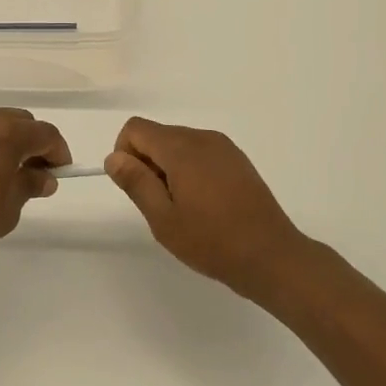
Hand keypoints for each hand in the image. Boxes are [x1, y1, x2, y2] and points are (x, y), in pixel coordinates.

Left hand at [0, 107, 69, 276]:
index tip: (60, 172)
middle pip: (17, 121)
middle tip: (33, 172)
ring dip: (1, 140)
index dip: (58, 152)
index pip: (44, 133)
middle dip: (30, 143)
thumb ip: (29, 185)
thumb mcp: (8, 210)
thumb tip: (44, 177)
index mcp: (5, 133)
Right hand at [105, 117, 317, 294]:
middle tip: (160, 205)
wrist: (272, 257)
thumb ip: (136, 182)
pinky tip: (203, 205)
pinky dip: (190, 170)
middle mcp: (203, 137)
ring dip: (169, 168)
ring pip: (179, 144)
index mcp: (182, 148)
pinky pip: (200, 153)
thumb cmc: (212, 241)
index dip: (125, 154)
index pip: (135, 128)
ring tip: (183, 208)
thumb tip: (113, 157)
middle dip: (147, 163)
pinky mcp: (237, 160)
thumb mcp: (163, 218)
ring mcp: (224, 147)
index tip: (136, 187)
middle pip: (157, 135)